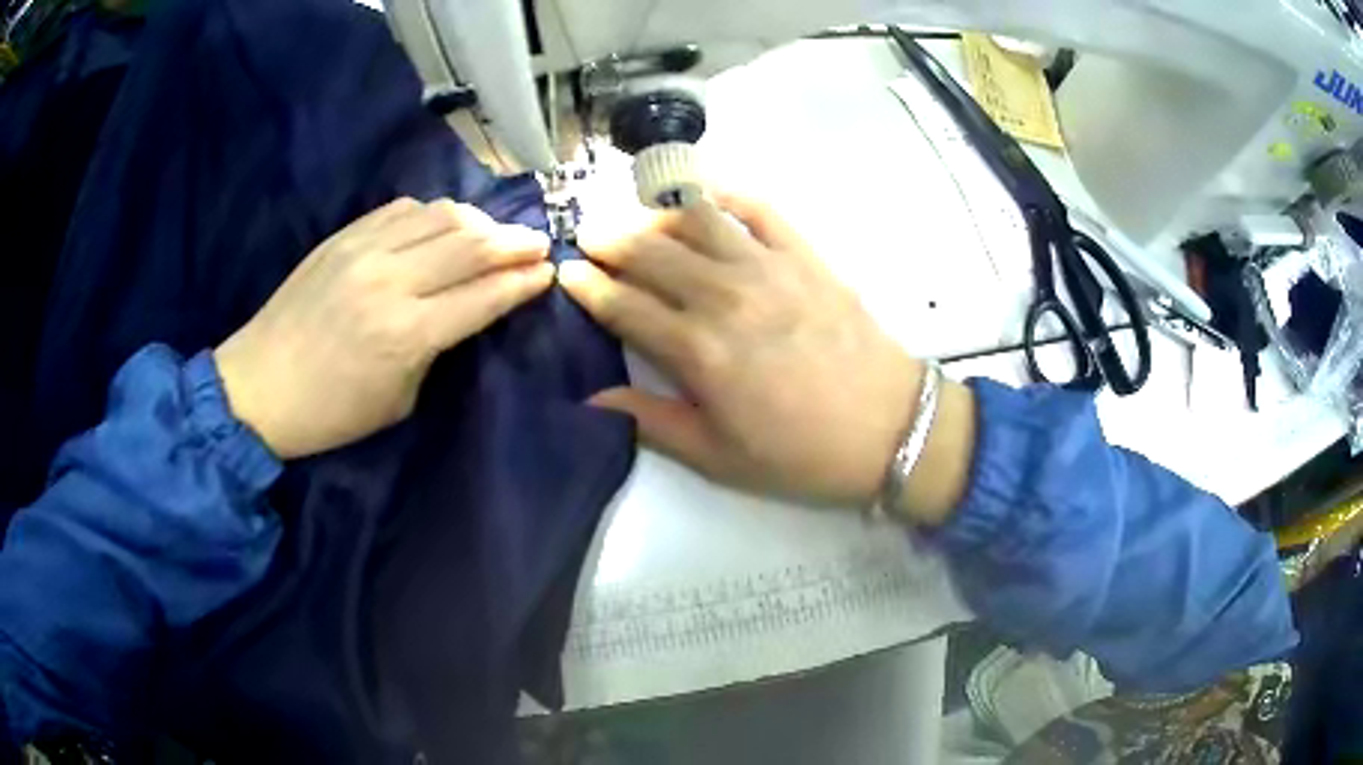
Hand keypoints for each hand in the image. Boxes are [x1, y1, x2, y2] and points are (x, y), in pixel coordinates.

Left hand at [215, 197, 553, 457]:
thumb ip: (437, 349)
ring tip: (494, 233)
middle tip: (539, 243)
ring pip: (441, 215)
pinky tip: (441, 226)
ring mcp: (364, 250)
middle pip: (471, 243)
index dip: (523, 281)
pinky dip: (433, 213)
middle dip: (515, 242)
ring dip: (479, 222)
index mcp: (407, 333)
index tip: (548, 272)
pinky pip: (402, 209)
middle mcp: (391, 280)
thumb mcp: (399, 400)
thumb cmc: (331, 412)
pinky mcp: (343, 236)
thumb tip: (465, 310)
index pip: (484, 294)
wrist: (259, 386)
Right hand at [558, 193, 922, 505]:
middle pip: (650, 252)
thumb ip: (652, 423)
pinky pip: (757, 207)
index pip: (625, 304)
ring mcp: (768, 266)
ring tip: (635, 218)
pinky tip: (703, 190)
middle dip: (609, 241)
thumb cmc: (802, 453)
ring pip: (694, 219)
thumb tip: (593, 401)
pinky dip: (724, 192)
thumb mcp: (720, 457)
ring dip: (654, 213)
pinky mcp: (804, 254)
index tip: (568, 274)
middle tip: (589, 238)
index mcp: (699, 350)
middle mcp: (725, 295)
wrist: (890, 427)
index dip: (589, 286)